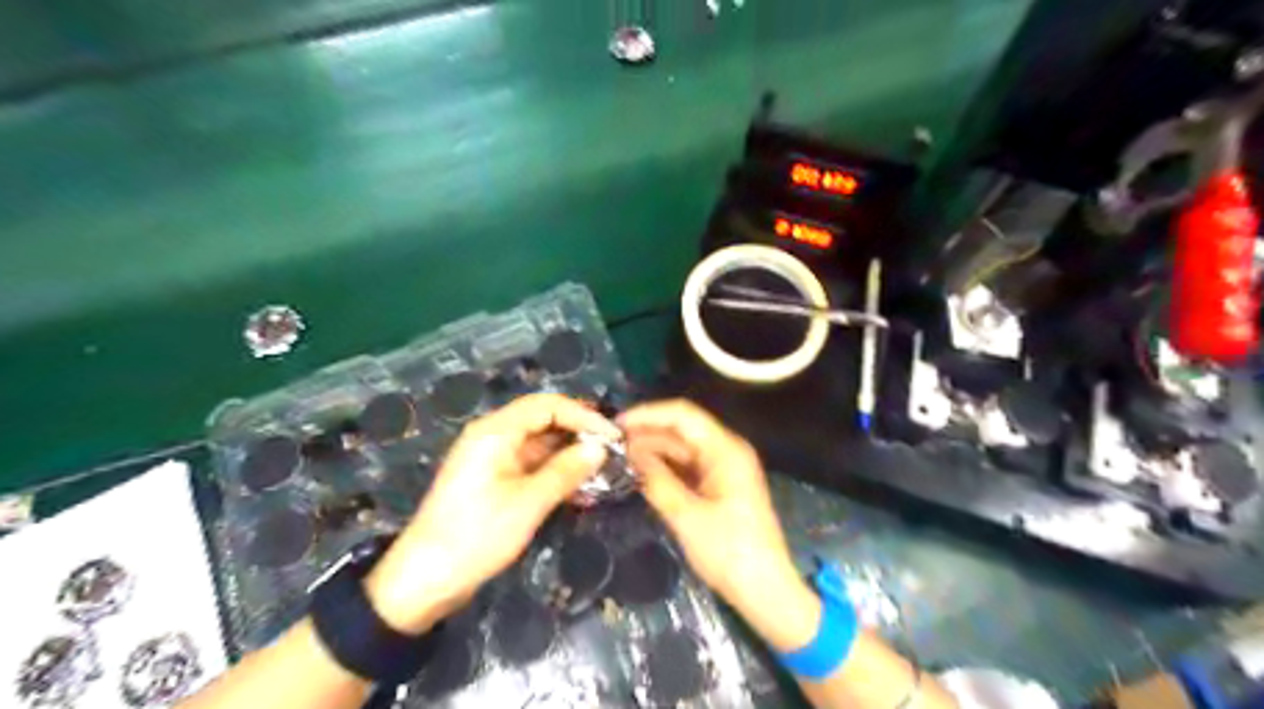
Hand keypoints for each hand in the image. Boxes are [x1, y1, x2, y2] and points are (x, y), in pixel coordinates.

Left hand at [361, 394, 618, 630]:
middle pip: (543, 420)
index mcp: (495, 431)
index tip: (612, 436)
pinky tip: (578, 485)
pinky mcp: (493, 479)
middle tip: (612, 450)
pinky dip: (554, 470)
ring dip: (568, 453)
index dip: (583, 415)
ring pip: (539, 443)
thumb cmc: (476, 536)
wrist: (425, 579)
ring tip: (602, 468)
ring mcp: (492, 458)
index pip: (547, 405)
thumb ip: (566, 471)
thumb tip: (600, 449)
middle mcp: (492, 436)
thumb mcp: (528, 503)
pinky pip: (530, 463)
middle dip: (578, 432)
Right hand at [622, 399, 820, 647]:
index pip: (683, 415)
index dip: (648, 414)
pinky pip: (686, 466)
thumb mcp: (687, 516)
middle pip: (681, 429)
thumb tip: (628, 453)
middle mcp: (726, 450)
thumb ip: (656, 480)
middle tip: (609, 444)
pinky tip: (639, 472)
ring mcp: (722, 468)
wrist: (765, 591)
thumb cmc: (729, 552)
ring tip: (617, 457)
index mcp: (725, 450)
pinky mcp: (718, 485)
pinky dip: (664, 467)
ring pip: (681, 448)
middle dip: (646, 433)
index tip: (616, 425)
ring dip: (652, 451)